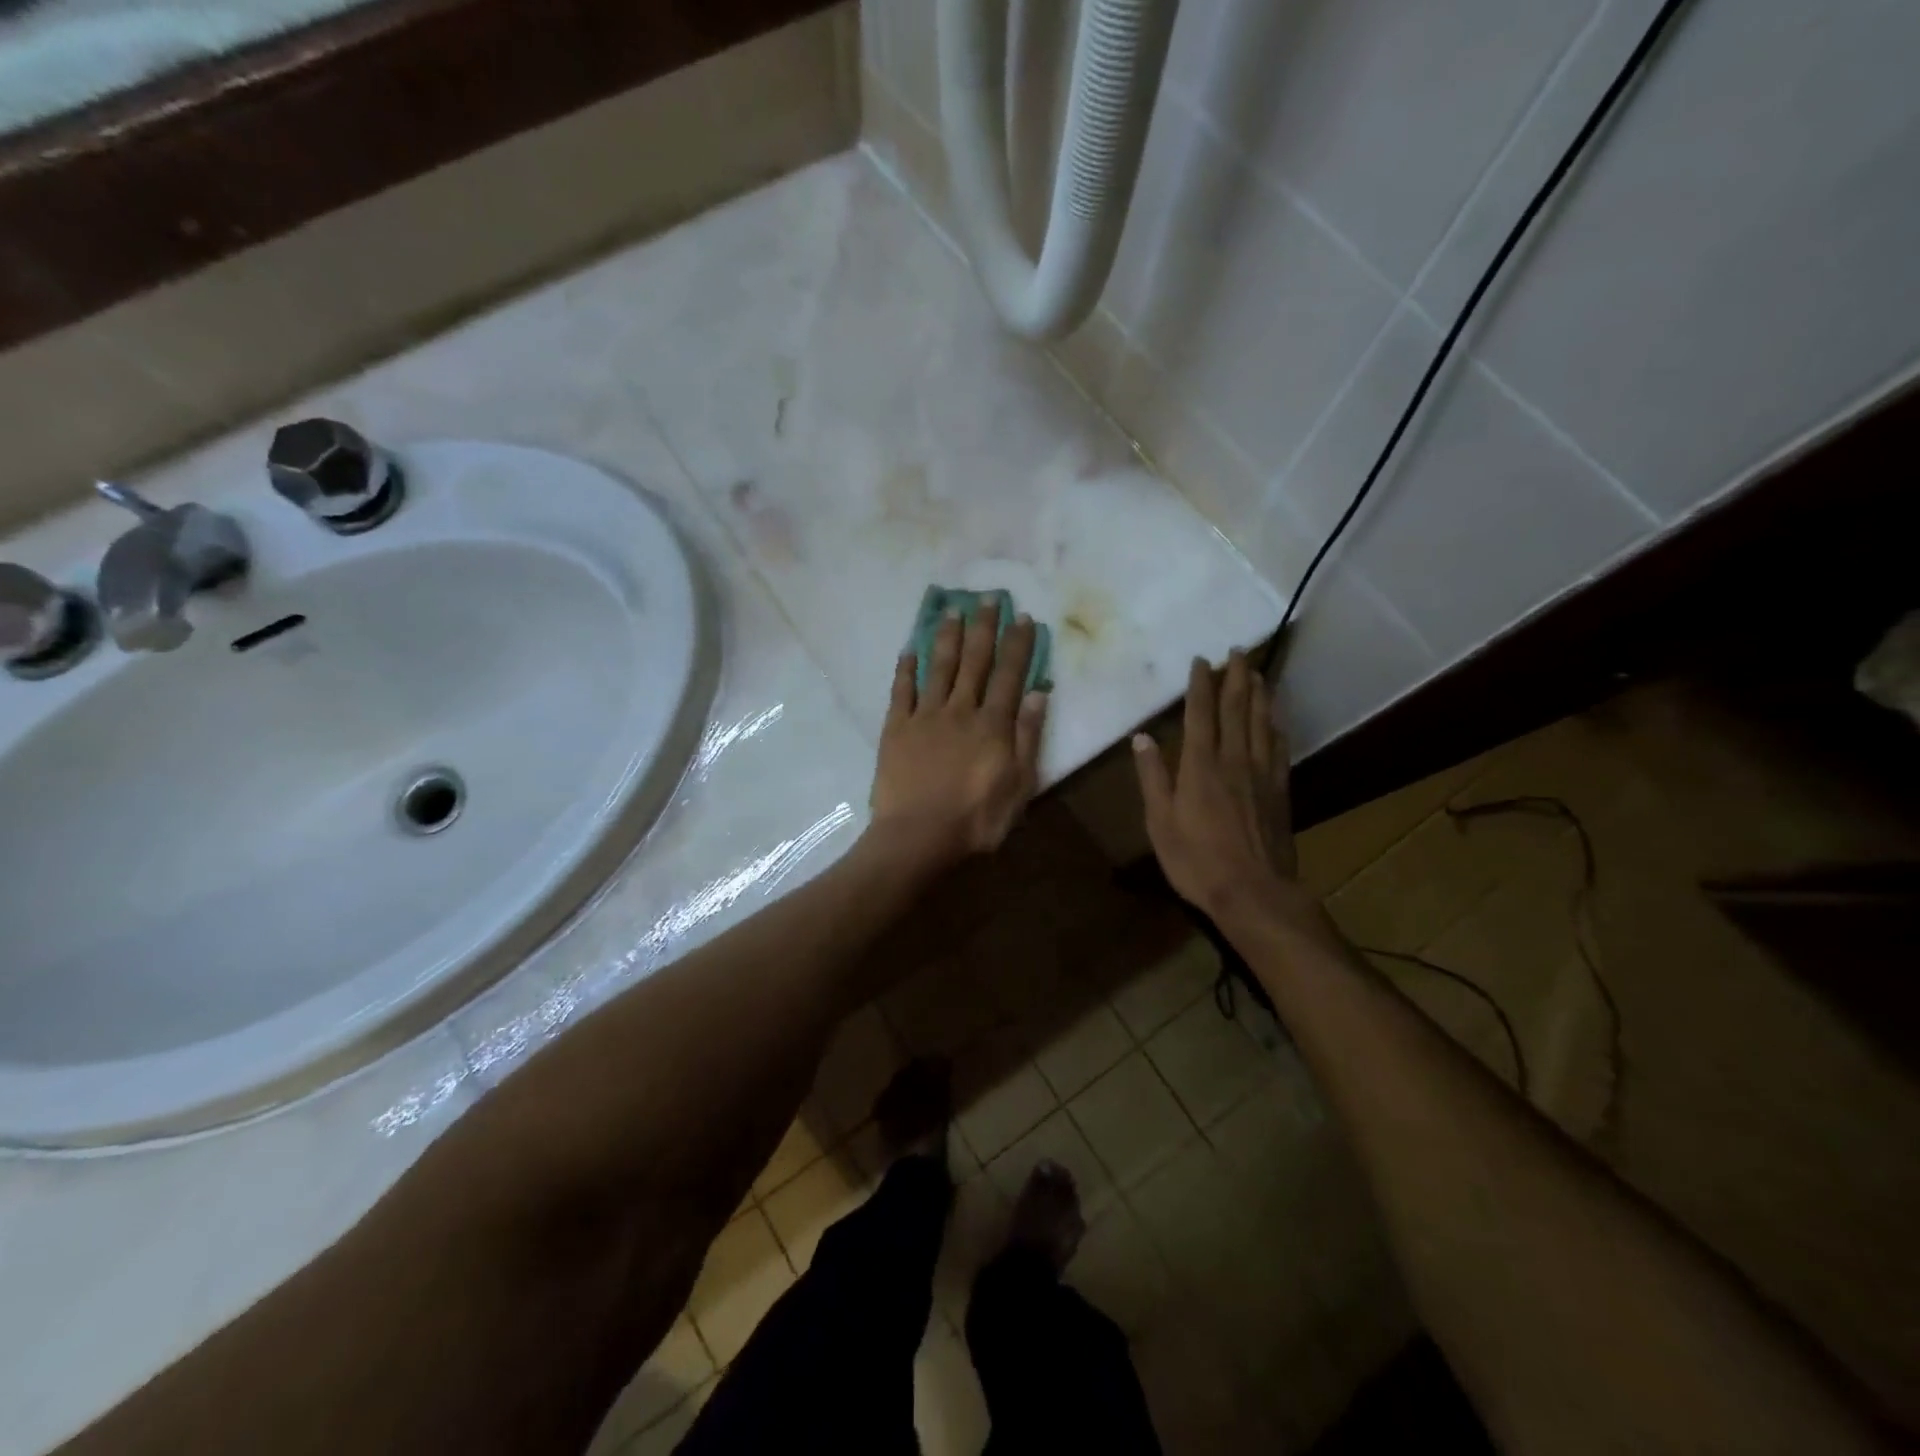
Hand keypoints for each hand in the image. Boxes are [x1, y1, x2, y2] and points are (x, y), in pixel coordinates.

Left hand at [868, 603, 1048, 868]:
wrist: (918, 836)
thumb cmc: (976, 819)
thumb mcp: (1019, 785)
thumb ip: (1027, 738)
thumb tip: (1037, 693)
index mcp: (992, 725)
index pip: (1009, 675)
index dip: (1017, 645)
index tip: (1021, 616)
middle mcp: (960, 710)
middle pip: (974, 662)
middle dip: (983, 628)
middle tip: (986, 597)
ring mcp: (925, 717)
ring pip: (938, 668)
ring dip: (946, 637)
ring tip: (952, 610)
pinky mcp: (896, 729)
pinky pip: (902, 692)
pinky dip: (906, 670)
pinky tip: (908, 650)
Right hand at [1133, 651, 1311, 927]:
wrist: (1253, 892)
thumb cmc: (1196, 859)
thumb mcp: (1160, 821)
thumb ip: (1153, 777)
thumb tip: (1142, 738)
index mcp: (1200, 765)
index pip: (1200, 714)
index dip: (1200, 684)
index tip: (1201, 660)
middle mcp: (1233, 759)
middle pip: (1237, 708)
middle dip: (1236, 676)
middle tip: (1238, 651)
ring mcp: (1261, 773)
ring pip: (1262, 722)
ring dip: (1259, 693)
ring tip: (1258, 671)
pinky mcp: (1279, 790)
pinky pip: (1279, 747)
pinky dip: (1276, 725)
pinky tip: (1276, 717)